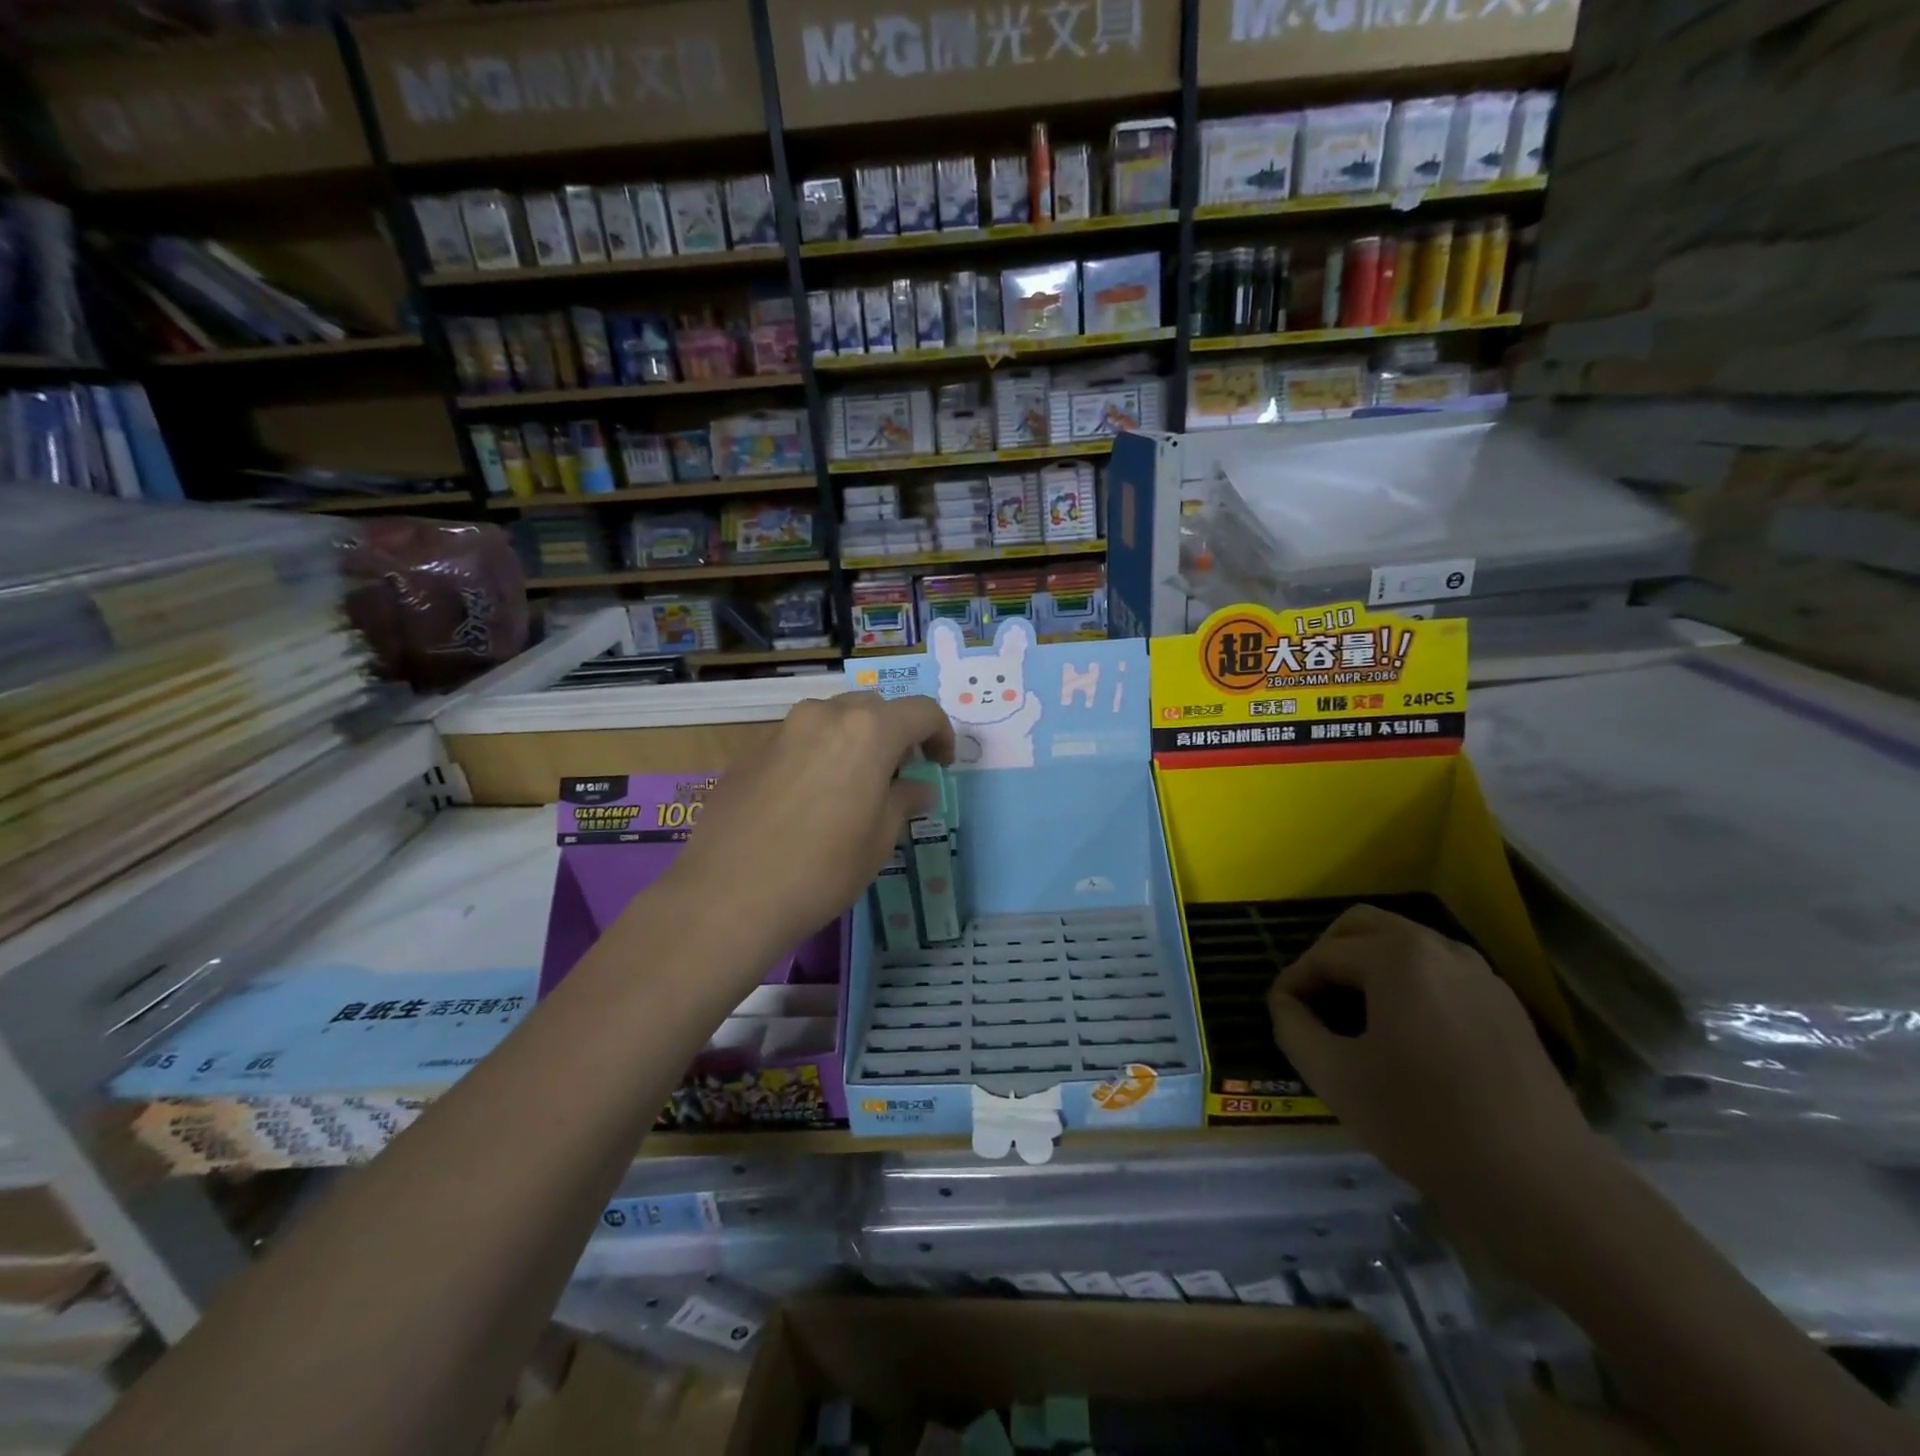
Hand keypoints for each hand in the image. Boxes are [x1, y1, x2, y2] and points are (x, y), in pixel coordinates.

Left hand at [664, 692, 953, 966]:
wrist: (729, 894)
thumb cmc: (822, 870)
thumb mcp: (879, 840)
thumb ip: (903, 800)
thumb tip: (917, 786)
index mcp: (868, 731)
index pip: (921, 712)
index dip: (941, 734)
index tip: (939, 765)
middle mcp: (825, 716)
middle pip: (874, 708)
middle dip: (895, 734)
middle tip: (898, 775)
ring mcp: (783, 728)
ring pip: (833, 719)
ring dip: (854, 741)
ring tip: (853, 785)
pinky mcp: (751, 749)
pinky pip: (799, 738)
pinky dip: (818, 754)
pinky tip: (809, 797)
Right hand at [1266, 905, 1599, 1222]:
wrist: (1542, 1184)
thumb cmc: (1426, 1123)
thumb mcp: (1336, 1077)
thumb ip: (1292, 1027)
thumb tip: (1285, 1003)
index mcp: (1397, 956)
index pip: (1325, 954)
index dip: (1294, 982)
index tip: (1280, 1014)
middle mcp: (1440, 948)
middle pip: (1364, 925)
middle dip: (1329, 954)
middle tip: (1313, 999)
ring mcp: (1480, 974)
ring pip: (1405, 944)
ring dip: (1369, 964)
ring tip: (1353, 1014)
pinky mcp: (1505, 1004)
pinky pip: (1440, 971)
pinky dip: (1408, 982)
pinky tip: (1404, 1032)